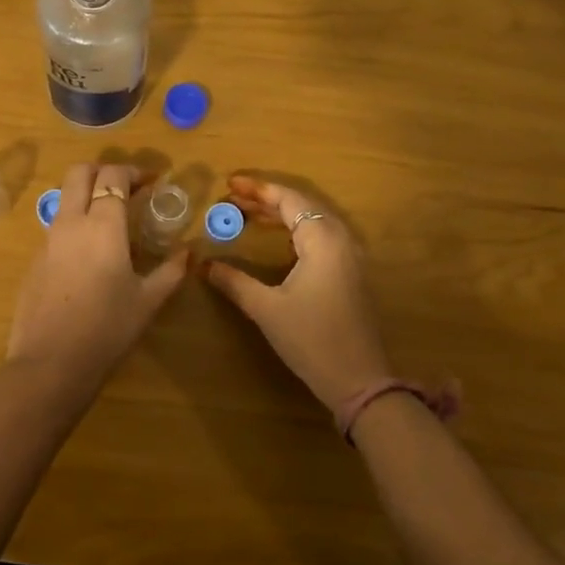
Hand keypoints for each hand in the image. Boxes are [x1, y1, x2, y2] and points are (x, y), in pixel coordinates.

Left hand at [6, 162, 189, 388]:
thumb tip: (189, 252)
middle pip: (79, 172)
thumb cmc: (108, 329)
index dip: (133, 171)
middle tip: (126, 188)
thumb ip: (171, 270)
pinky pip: (56, 227)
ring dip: (86, 195)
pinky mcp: (34, 260)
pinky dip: (75, 224)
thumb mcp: (148, 301)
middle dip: (103, 170)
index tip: (151, 182)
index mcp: (102, 225)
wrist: (51, 363)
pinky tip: (90, 256)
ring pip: (64, 198)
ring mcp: (47, 240)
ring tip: (111, 222)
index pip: (112, 175)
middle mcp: (71, 222)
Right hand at [205, 176, 390, 413]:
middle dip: (266, 199)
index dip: (258, 190)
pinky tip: (276, 238)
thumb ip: (235, 282)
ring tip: (247, 213)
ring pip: (312, 220)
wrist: (359, 380)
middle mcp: (340, 239)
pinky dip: (294, 229)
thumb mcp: (267, 309)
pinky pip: (320, 236)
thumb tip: (205, 265)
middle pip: (302, 205)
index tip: (229, 184)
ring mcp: (349, 256)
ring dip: (280, 214)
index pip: (289, 200)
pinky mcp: (349, 272)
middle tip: (232, 199)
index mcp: (323, 240)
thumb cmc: (312, 340)